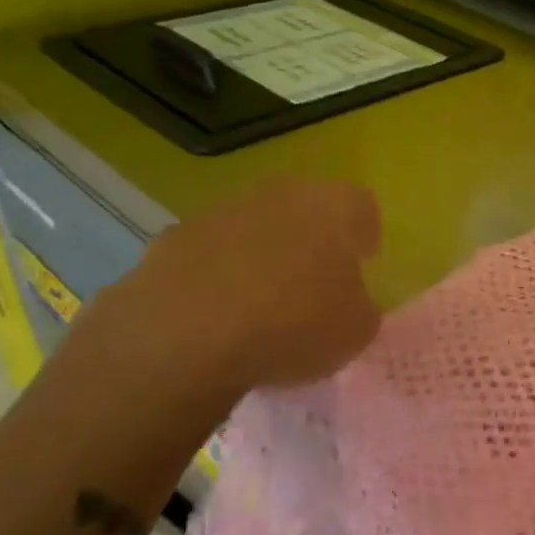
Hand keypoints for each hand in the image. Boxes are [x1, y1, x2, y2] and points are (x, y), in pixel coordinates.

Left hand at [60, 174, 380, 418]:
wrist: (182, 339)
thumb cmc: (293, 327)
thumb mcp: (356, 331)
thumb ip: (360, 306)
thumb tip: (346, 301)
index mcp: (335, 208)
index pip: (362, 208)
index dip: (363, 238)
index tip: (360, 268)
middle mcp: (280, 195)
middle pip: (305, 210)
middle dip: (310, 241)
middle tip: (312, 286)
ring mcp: (220, 212)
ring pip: (254, 228)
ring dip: (260, 256)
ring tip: (258, 309)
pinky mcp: (171, 239)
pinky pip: (207, 254)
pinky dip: (214, 276)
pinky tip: (212, 317)